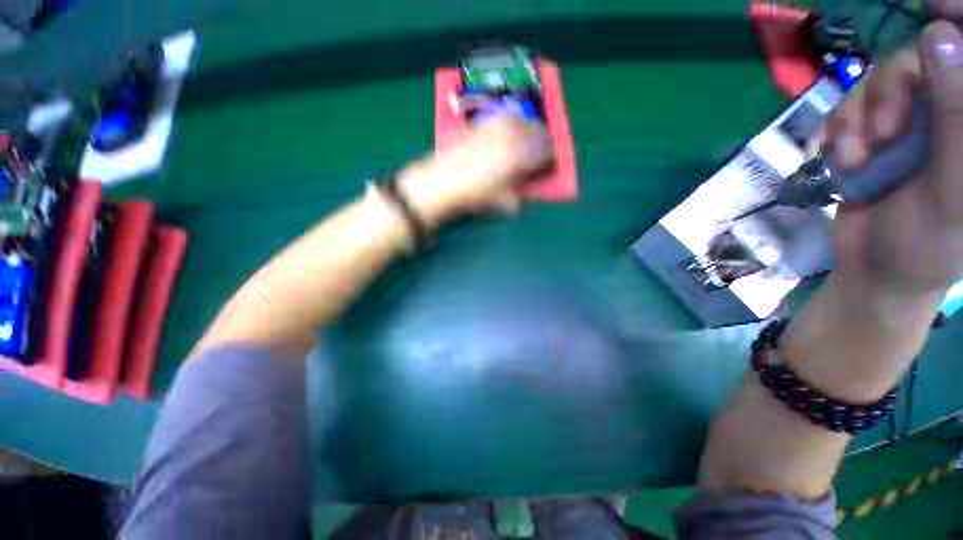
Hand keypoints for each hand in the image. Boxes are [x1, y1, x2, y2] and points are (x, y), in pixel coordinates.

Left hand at [398, 116, 551, 228]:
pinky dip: (509, 123)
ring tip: (526, 137)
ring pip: (519, 119)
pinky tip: (506, 131)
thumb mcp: (501, 201)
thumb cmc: (473, 196)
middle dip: (541, 138)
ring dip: (527, 127)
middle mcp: (509, 135)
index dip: (549, 156)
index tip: (549, 161)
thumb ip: (519, 194)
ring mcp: (492, 126)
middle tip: (541, 147)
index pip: (544, 150)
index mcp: (518, 155)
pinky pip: (500, 118)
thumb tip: (528, 191)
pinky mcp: (478, 124)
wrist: (440, 183)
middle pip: (535, 129)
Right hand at [817, 16, 962, 302]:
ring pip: (883, 79)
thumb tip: (940, 39)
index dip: (957, 23)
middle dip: (895, 87)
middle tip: (882, 131)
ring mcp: (914, 119)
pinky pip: (850, 106)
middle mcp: (951, 110)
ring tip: (854, 156)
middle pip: (924, 57)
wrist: (873, 271)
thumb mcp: (950, 190)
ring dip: (860, 115)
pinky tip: (836, 155)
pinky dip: (838, 128)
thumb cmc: (924, 246)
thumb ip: (956, 119)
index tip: (936, 7)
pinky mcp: (876, 132)